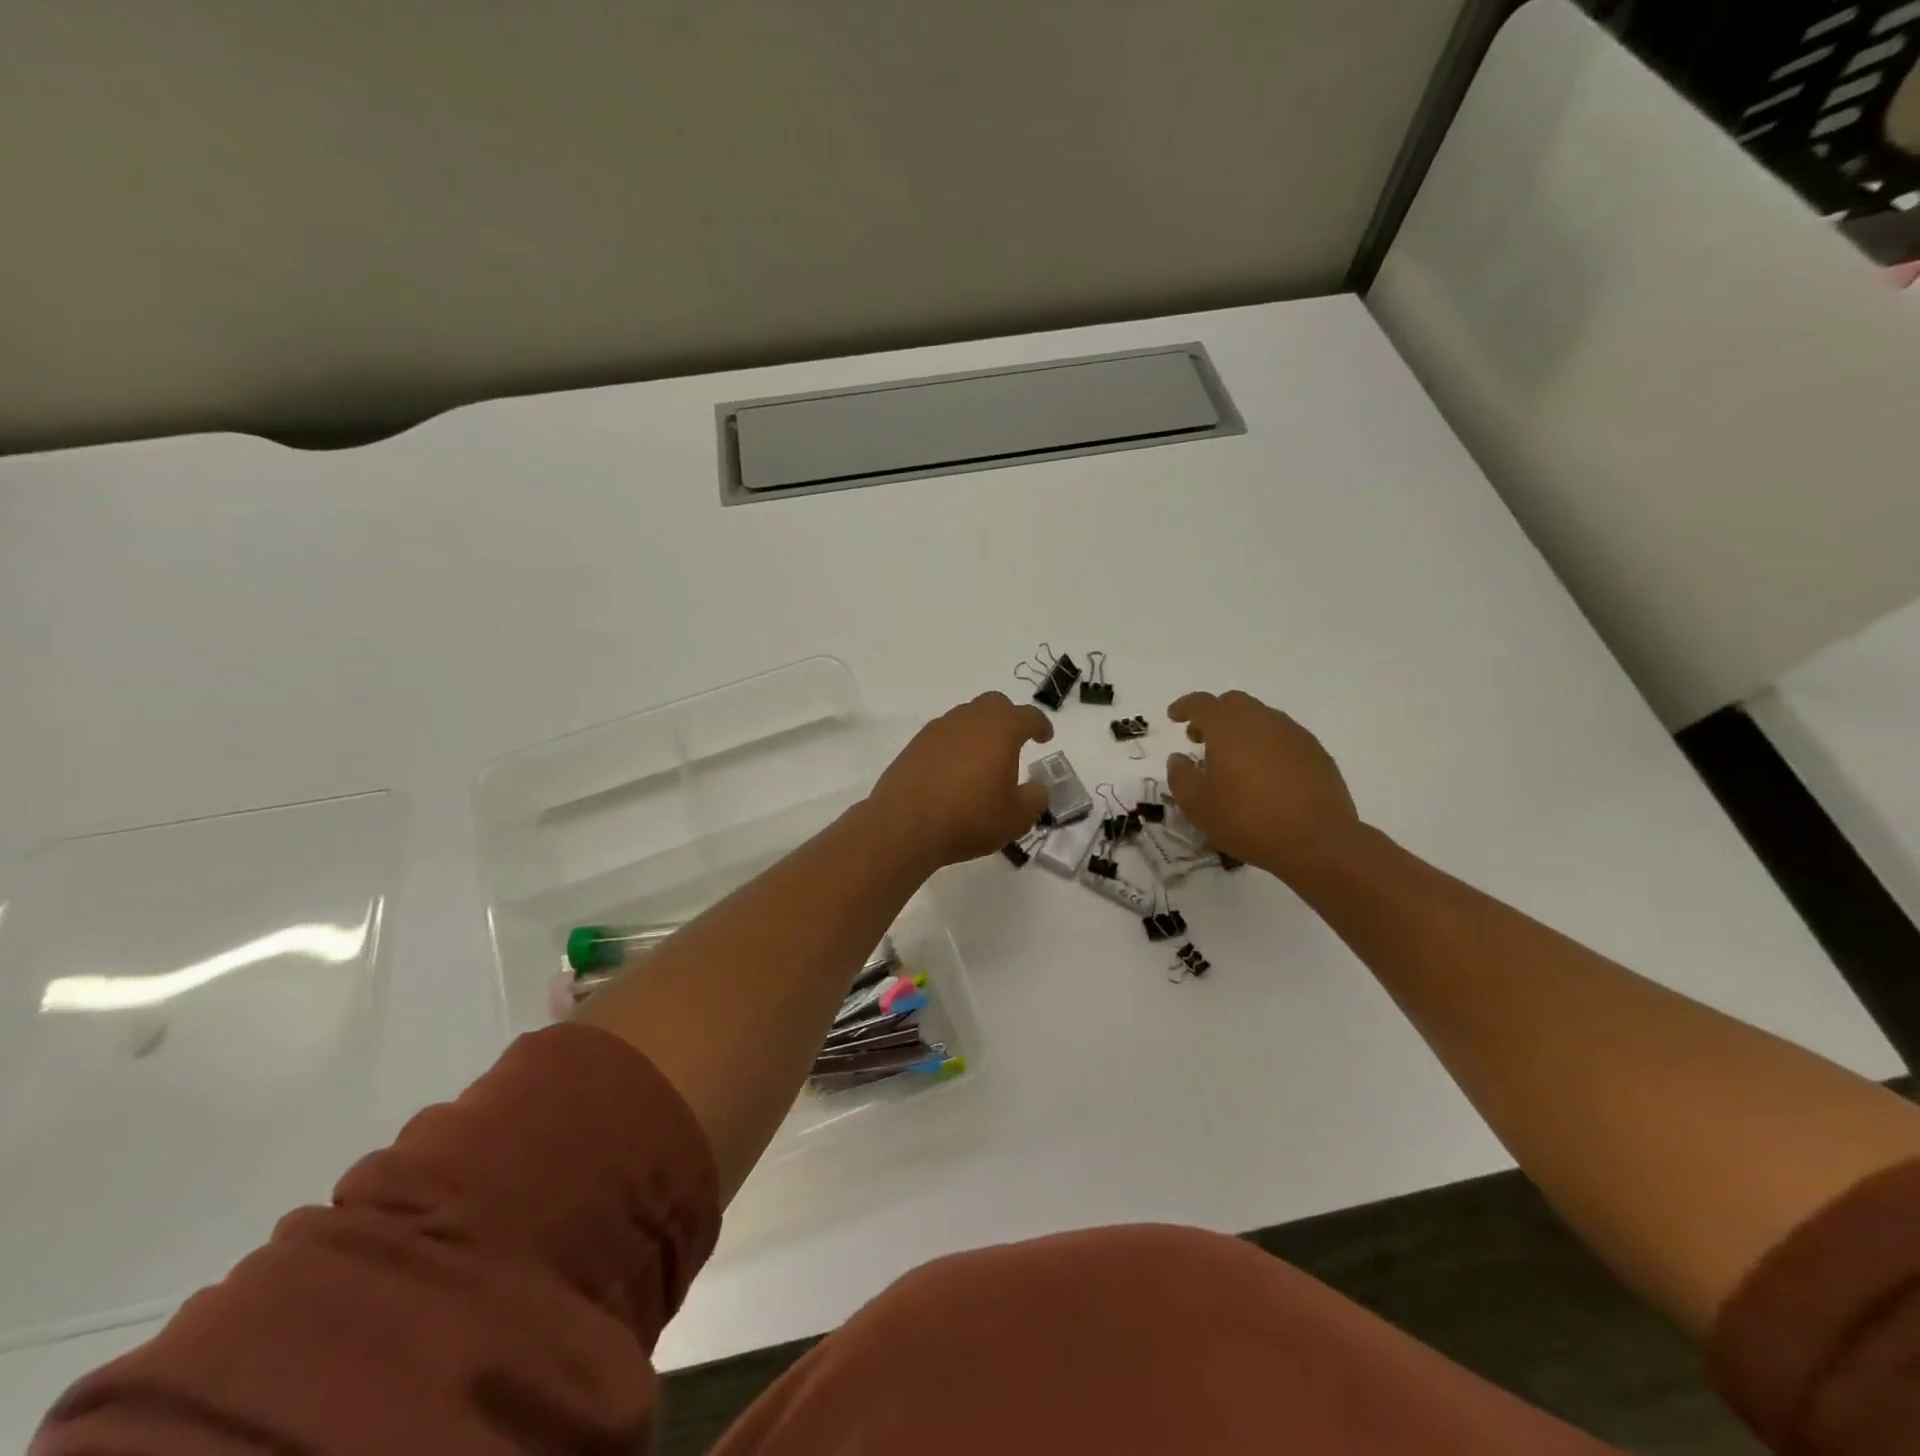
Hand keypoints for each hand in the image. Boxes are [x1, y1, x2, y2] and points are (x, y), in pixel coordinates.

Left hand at [867, 692, 1054, 870]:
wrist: (904, 825)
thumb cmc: (969, 818)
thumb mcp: (1016, 818)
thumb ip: (1034, 798)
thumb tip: (1036, 787)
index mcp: (1000, 729)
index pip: (1028, 716)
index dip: (1041, 725)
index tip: (1045, 737)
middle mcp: (969, 719)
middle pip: (994, 704)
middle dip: (1009, 718)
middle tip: (1015, 742)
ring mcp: (938, 729)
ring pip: (966, 717)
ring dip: (980, 731)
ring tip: (984, 760)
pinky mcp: (915, 744)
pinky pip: (944, 735)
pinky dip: (956, 745)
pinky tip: (956, 770)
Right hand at [1165, 690, 1361, 884]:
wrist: (1317, 841)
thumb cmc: (1246, 819)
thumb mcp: (1196, 805)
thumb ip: (1180, 776)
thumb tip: (1179, 759)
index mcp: (1227, 727)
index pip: (1200, 703)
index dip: (1184, 707)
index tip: (1174, 717)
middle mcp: (1261, 720)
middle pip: (1233, 703)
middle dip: (1213, 716)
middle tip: (1201, 740)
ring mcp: (1293, 734)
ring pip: (1261, 718)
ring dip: (1241, 730)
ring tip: (1233, 761)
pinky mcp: (1316, 753)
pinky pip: (1283, 737)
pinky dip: (1266, 745)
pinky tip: (1264, 774)